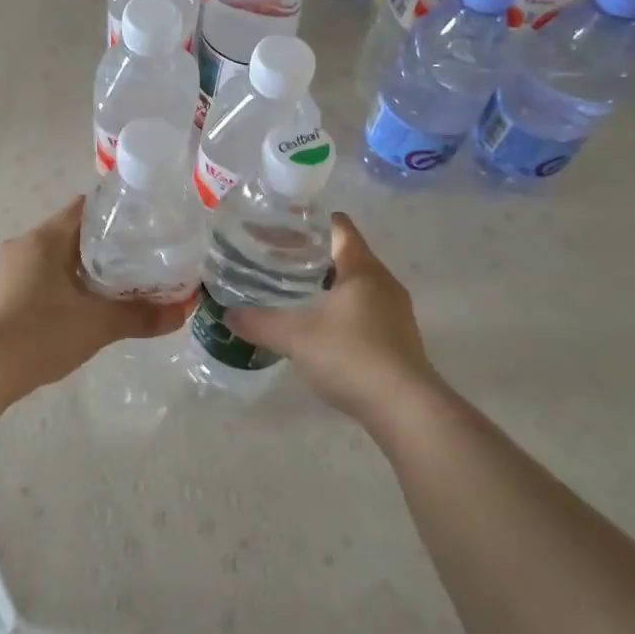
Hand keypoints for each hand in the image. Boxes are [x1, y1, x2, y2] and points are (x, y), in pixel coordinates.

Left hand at [0, 196, 195, 396]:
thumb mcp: (98, 324)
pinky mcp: (0, 295)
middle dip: (105, 245)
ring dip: (82, 267)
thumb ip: (143, 316)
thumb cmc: (41, 333)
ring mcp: (7, 270)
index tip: (145, 224)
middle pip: (72, 233)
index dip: (116, 212)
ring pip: (55, 257)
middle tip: (140, 259)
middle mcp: (23, 245)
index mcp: (45, 238)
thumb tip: (186, 309)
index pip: (86, 208)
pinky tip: (80, 307)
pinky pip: (39, 277)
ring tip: (116, 285)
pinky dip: (63, 284)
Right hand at [223, 214, 442, 424]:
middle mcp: (384, 282)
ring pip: (355, 284)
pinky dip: (339, 309)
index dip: (308, 223)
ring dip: (326, 284)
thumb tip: (228, 314)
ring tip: (290, 292)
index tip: (278, 229)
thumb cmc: (352, 357)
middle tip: (274, 261)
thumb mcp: (296, 338)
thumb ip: (259, 322)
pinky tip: (317, 327)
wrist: (406, 410)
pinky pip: (364, 309)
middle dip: (310, 255)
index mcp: (363, 268)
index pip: (338, 226)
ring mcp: (395, 311)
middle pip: (345, 253)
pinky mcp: (398, 338)